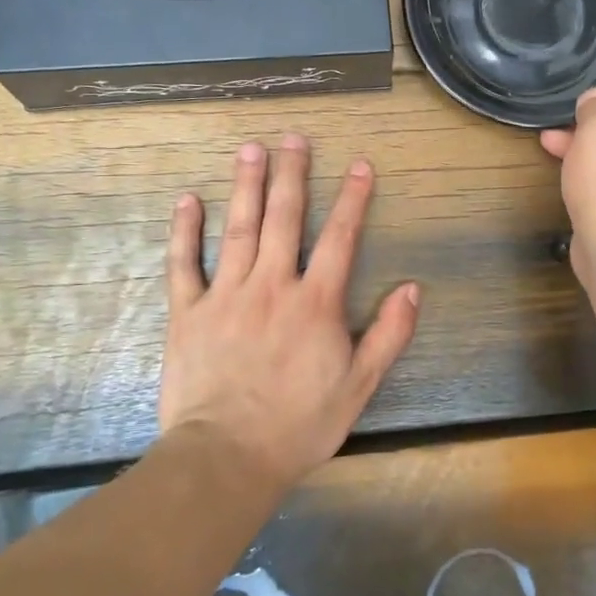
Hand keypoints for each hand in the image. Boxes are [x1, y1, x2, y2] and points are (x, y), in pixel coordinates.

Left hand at [159, 134, 419, 488]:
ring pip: (238, 228)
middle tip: (293, 138)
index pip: (340, 237)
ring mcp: (225, 295)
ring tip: (250, 149)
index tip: (360, 165)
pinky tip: (188, 200)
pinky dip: (185, 230)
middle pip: (284, 218)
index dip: (353, 198)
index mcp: (315, 302)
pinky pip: (183, 263)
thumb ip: (388, 334)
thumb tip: (412, 288)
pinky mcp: (187, 313)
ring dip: (246, 186)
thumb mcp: (359, 385)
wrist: (227, 457)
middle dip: (292, 174)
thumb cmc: (299, 424)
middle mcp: (271, 285)